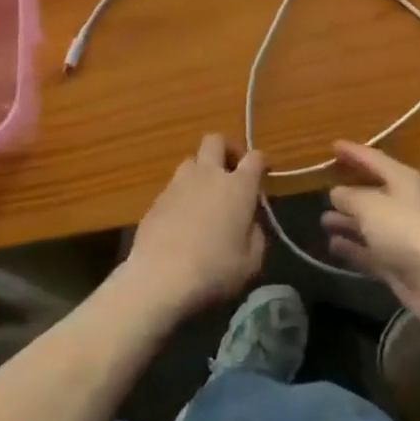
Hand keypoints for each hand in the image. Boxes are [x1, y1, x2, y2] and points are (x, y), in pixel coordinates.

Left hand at [122, 136, 267, 321]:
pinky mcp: (156, 200)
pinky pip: (173, 188)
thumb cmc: (214, 270)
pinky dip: (181, 197)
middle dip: (226, 150)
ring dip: (200, 172)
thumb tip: (251, 224)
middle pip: (216, 141)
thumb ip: (256, 236)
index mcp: (238, 186)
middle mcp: (209, 175)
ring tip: (204, 198)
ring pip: (191, 162)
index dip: (261, 163)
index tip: (263, 175)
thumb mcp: (251, 262)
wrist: (159, 279)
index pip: (255, 157)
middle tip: (231, 172)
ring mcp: (179, 184)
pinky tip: (181, 222)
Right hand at [322, 142, 419, 324]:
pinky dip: (353, 247)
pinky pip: (370, 249)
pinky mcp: (398, 262)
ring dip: (348, 221)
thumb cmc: (405, 229)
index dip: (353, 152)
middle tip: (324, 189)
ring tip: (324, 220)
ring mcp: (401, 234)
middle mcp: (404, 202)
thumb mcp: (371, 206)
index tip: (333, 146)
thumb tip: (337, 192)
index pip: (374, 159)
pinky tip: (333, 245)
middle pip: (373, 192)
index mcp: (403, 179)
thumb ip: (350, 197)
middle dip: (349, 191)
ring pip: (370, 223)